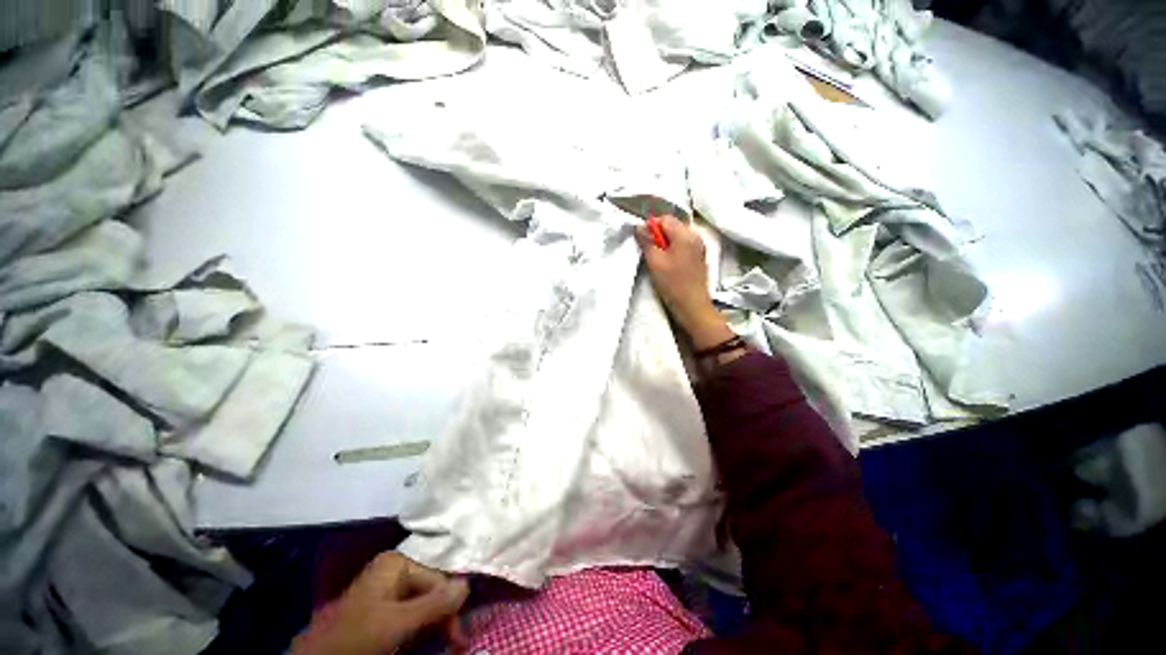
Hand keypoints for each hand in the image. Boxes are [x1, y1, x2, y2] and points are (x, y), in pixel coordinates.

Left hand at [292, 552, 468, 654]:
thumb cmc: (359, 635)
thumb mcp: (398, 621)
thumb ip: (434, 603)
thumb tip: (469, 584)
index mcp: (397, 562)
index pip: (437, 578)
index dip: (450, 605)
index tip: (458, 634)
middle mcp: (395, 569)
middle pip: (431, 588)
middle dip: (443, 614)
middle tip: (455, 640)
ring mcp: (387, 587)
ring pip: (423, 601)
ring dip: (435, 621)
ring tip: (445, 640)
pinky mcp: (382, 606)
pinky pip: (411, 611)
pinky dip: (421, 625)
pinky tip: (426, 635)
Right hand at [636, 215, 735, 349]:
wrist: (692, 305)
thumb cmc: (673, 283)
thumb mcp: (655, 262)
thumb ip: (646, 242)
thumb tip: (638, 227)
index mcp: (685, 234)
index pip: (665, 219)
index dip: (651, 227)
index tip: (642, 241)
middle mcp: (695, 236)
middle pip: (672, 226)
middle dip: (658, 235)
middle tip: (650, 252)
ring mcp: (699, 247)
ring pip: (677, 237)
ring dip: (665, 244)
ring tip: (658, 260)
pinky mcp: (699, 257)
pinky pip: (683, 246)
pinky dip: (673, 250)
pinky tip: (669, 265)